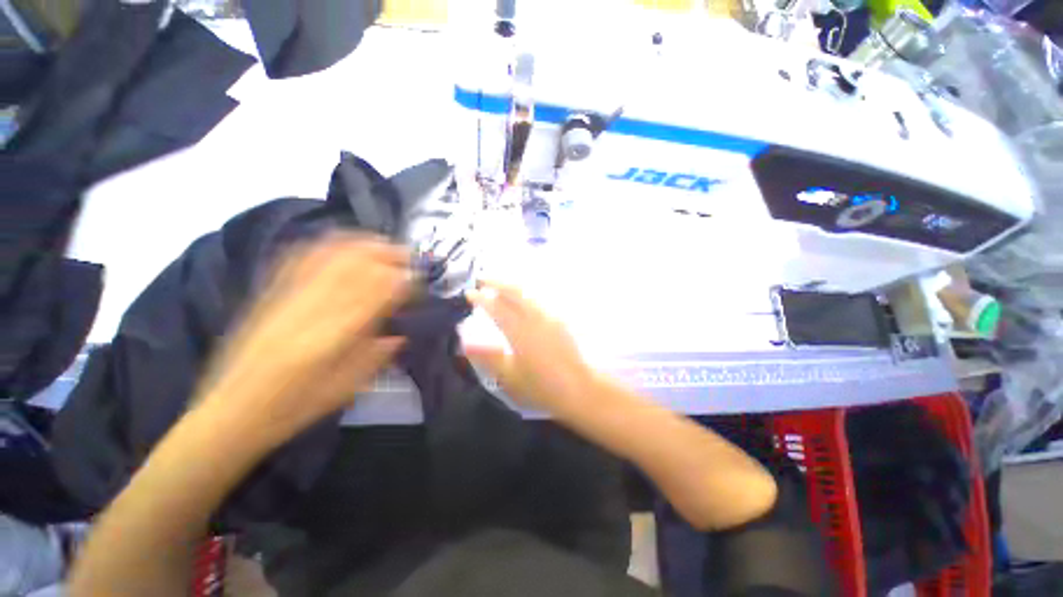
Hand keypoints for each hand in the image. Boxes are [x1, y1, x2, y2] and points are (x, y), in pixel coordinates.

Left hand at [195, 234, 411, 447]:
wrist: (230, 412)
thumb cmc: (294, 407)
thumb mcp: (347, 388)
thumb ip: (378, 356)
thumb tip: (400, 333)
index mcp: (334, 336)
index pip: (378, 292)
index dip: (403, 280)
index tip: (418, 279)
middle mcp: (311, 308)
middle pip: (355, 264)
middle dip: (387, 255)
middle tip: (408, 258)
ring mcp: (286, 297)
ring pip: (329, 255)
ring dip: (361, 245)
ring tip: (383, 245)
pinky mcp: (269, 294)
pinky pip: (299, 258)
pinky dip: (326, 245)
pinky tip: (341, 244)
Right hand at [465, 281, 595, 415]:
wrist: (578, 389)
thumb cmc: (542, 387)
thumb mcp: (510, 377)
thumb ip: (488, 357)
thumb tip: (465, 342)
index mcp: (520, 331)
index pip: (497, 308)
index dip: (481, 299)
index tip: (469, 293)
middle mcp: (535, 318)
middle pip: (514, 292)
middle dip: (496, 282)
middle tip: (481, 279)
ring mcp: (550, 316)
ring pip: (528, 293)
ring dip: (511, 286)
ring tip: (498, 286)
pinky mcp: (559, 320)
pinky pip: (538, 299)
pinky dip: (525, 293)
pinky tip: (521, 299)